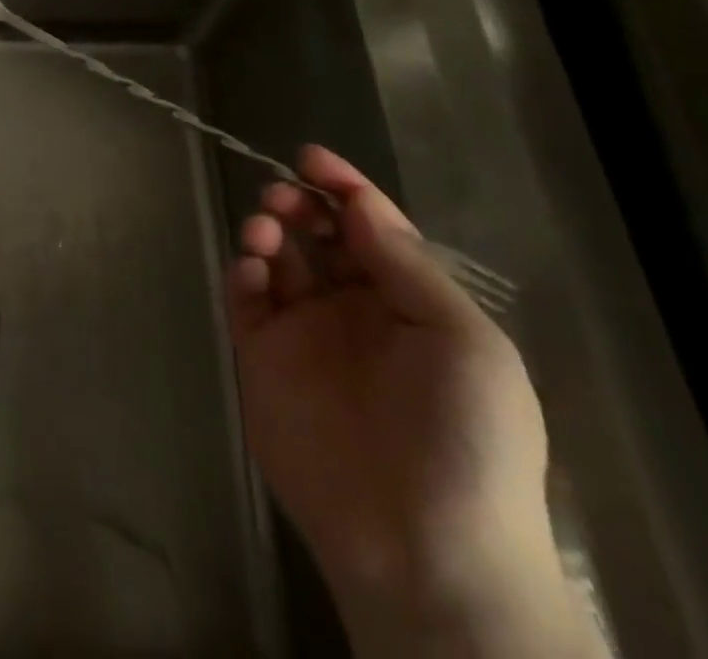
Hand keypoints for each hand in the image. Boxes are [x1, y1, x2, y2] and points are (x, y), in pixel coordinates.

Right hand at [227, 147, 570, 650]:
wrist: (422, 550)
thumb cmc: (464, 439)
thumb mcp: (464, 342)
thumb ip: (407, 267)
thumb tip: (360, 205)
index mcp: (409, 303)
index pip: (371, 227)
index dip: (344, 186)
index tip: (309, 157)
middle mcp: (354, 309)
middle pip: (318, 234)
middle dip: (300, 203)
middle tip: (284, 195)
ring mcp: (305, 334)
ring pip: (278, 259)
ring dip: (268, 230)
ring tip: (267, 228)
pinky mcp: (263, 359)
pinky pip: (246, 300)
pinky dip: (242, 272)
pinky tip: (253, 268)